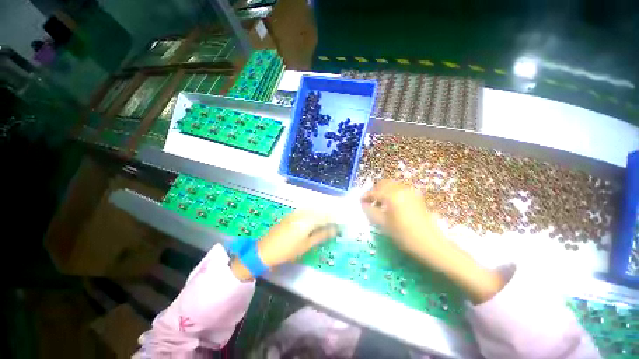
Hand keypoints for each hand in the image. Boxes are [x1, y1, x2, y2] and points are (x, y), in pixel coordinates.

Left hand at [231, 210, 336, 280]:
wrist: (265, 250)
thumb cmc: (287, 251)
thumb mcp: (306, 245)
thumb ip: (321, 235)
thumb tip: (334, 230)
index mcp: (307, 221)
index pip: (325, 216)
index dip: (334, 218)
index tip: (341, 221)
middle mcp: (302, 214)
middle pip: (319, 211)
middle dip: (329, 214)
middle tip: (336, 220)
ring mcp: (295, 213)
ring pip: (312, 210)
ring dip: (321, 213)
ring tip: (327, 219)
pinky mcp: (290, 215)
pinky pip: (305, 211)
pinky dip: (312, 213)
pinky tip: (314, 218)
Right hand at [361, 180, 503, 303]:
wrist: (431, 245)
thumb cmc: (405, 236)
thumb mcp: (384, 224)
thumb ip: (371, 211)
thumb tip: (363, 204)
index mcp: (392, 195)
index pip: (374, 192)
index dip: (366, 196)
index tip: (360, 201)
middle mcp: (401, 189)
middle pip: (383, 183)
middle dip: (374, 190)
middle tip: (369, 201)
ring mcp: (411, 192)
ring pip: (392, 185)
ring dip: (383, 191)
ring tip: (379, 203)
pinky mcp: (416, 196)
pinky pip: (400, 189)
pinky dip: (392, 193)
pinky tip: (391, 204)